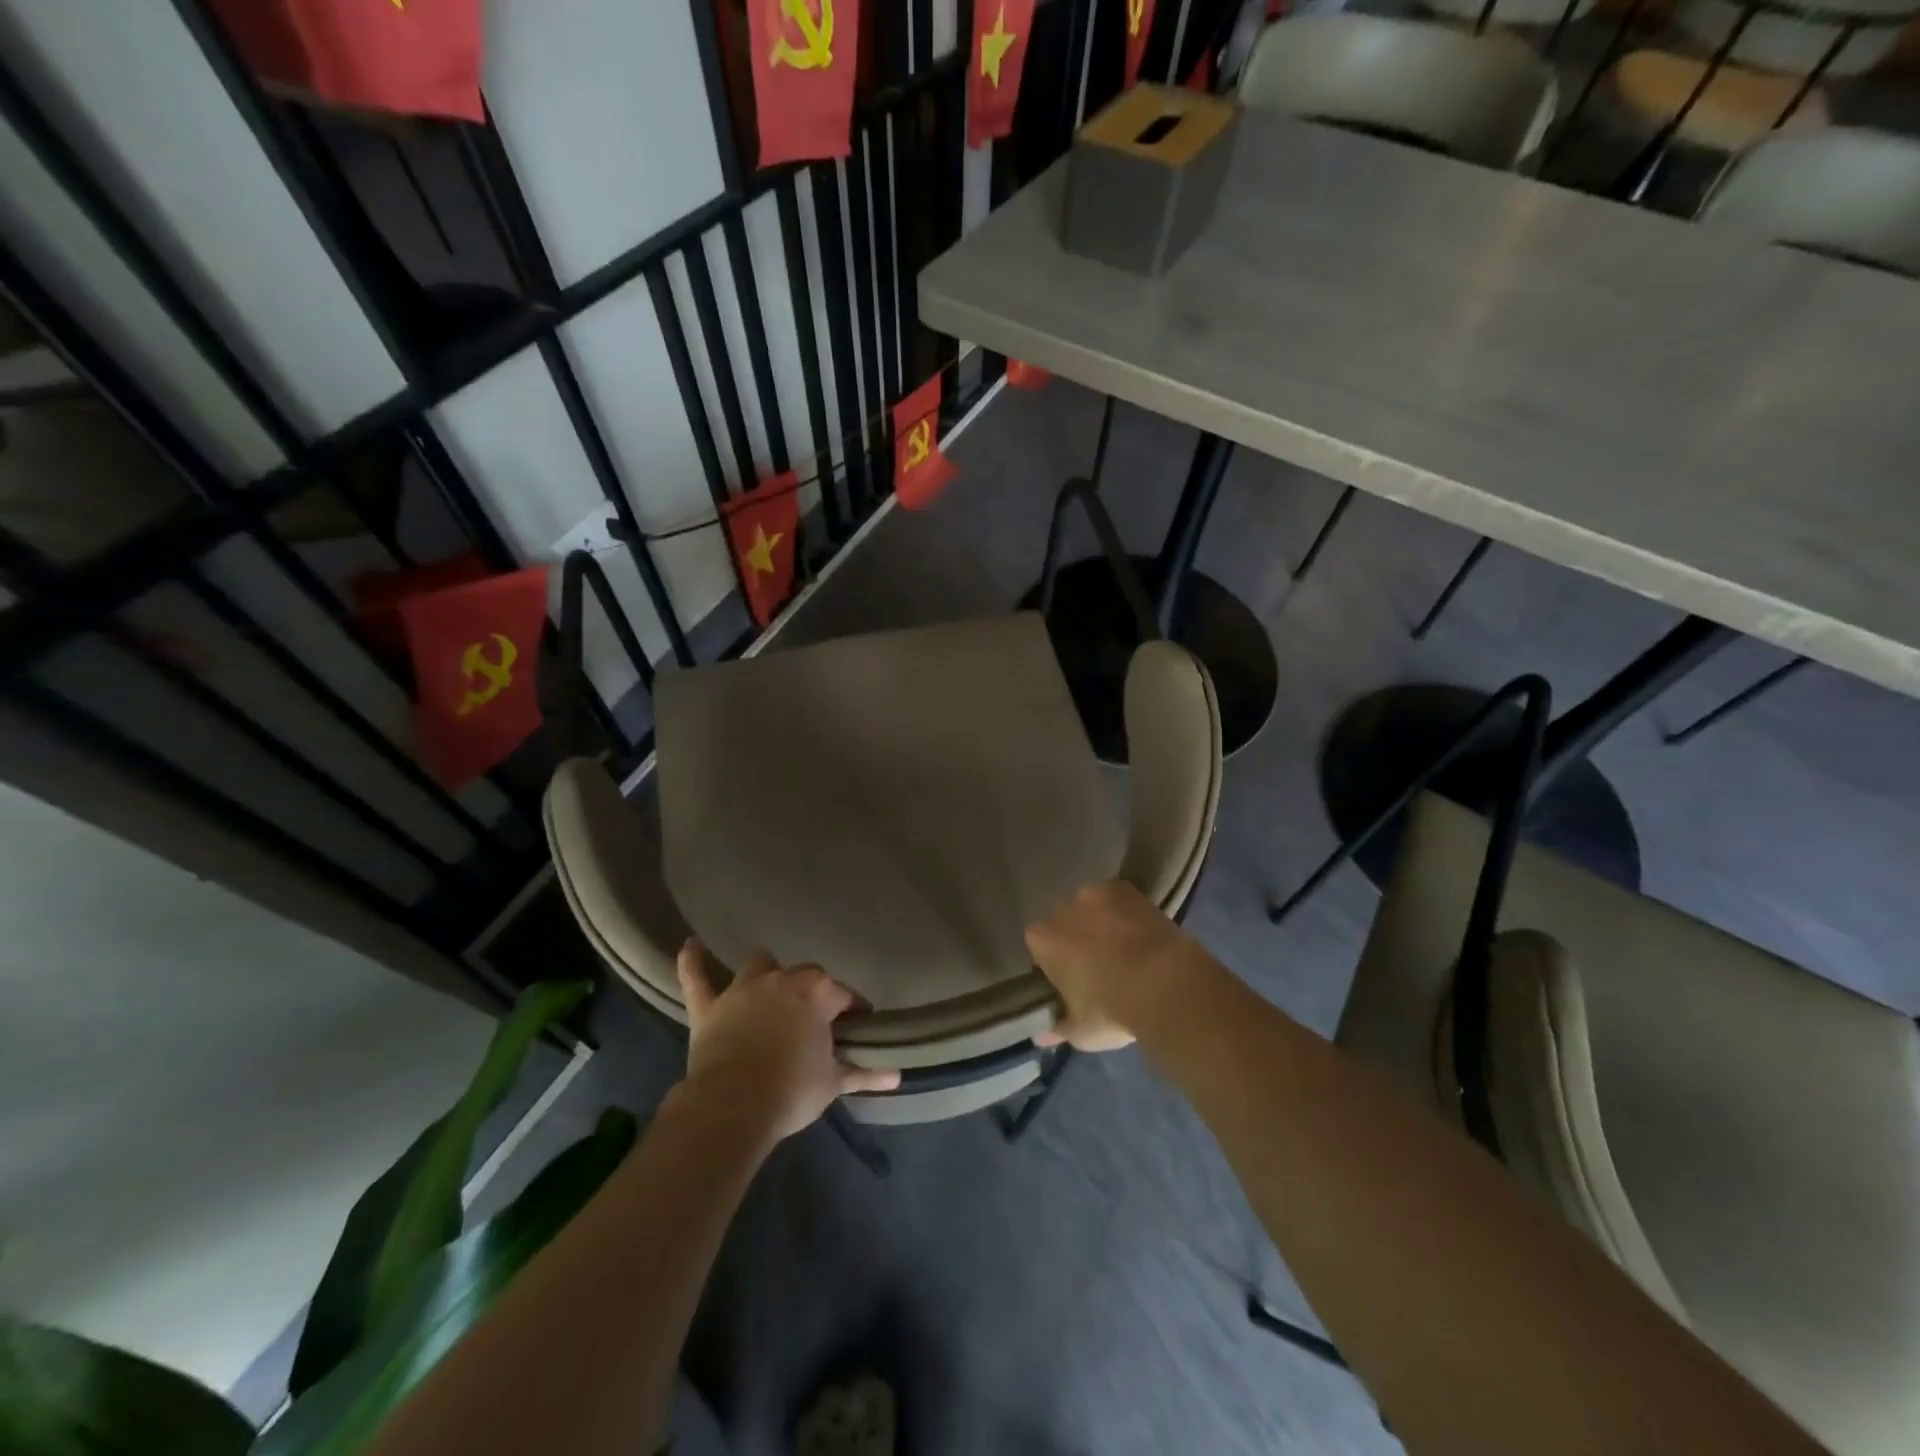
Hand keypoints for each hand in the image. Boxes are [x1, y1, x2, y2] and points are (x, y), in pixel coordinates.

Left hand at [674, 940, 900, 1141]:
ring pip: (759, 965)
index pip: (844, 996)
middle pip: (805, 977)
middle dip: (813, 992)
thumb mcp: (833, 1083)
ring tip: (771, 985)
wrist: (733, 1107)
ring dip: (767, 973)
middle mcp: (782, 980)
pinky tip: (691, 944)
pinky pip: (696, 977)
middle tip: (816, 1019)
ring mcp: (742, 990)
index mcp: (817, 993)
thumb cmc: (792, 1090)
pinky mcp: (709, 1007)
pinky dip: (692, 962)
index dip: (853, 1011)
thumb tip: (897, 1076)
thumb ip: (865, 1073)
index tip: (859, 1025)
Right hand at [1025, 881, 1195, 1051]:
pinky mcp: (1126, 888)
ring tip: (1125, 949)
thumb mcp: (1081, 1032)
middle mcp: (1062, 909)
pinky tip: (1141, 933)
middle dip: (1076, 939)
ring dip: (1101, 923)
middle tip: (1098, 967)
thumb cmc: (1111, 1010)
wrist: (1163, 984)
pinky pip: (1119, 900)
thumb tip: (1041, 1036)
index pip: (1039, 947)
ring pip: (1092, 909)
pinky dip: (1126, 913)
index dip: (1054, 963)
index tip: (1070, 982)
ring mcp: (1095, 894)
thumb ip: (1059, 1029)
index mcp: (1042, 939)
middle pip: (1064, 923)